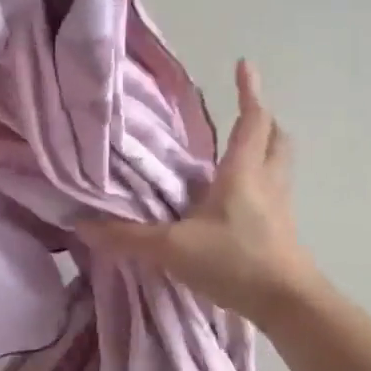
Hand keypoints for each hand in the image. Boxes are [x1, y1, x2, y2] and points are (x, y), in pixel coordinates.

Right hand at [82, 60, 314, 325]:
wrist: (287, 305)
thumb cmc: (234, 262)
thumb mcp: (173, 249)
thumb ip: (128, 238)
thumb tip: (83, 225)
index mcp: (243, 173)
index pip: (252, 121)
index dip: (249, 92)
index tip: (245, 65)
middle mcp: (267, 182)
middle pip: (276, 138)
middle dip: (263, 120)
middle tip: (245, 111)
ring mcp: (280, 207)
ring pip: (280, 165)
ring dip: (266, 149)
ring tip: (241, 150)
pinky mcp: (282, 230)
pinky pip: (275, 192)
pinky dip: (261, 182)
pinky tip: (238, 199)